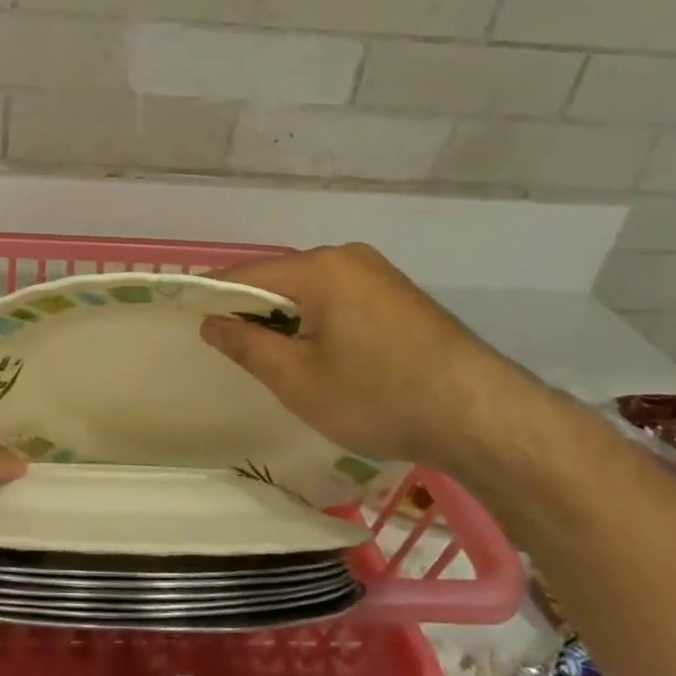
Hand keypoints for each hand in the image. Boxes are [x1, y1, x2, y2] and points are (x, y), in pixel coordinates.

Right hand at [201, 243, 554, 476]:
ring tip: (279, 359)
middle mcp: (349, 258)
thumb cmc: (378, 396)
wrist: (484, 418)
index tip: (191, 318)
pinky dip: (320, 321)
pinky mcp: (401, 296)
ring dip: (288, 318)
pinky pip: (341, 299)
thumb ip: (245, 344)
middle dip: (254, 310)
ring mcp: (380, 274)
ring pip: (312, 290)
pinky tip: (325, 356)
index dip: (213, 296)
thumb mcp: (297, 379)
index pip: (247, 274)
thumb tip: (211, 321)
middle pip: (281, 279)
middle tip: (236, 351)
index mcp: (320, 268)